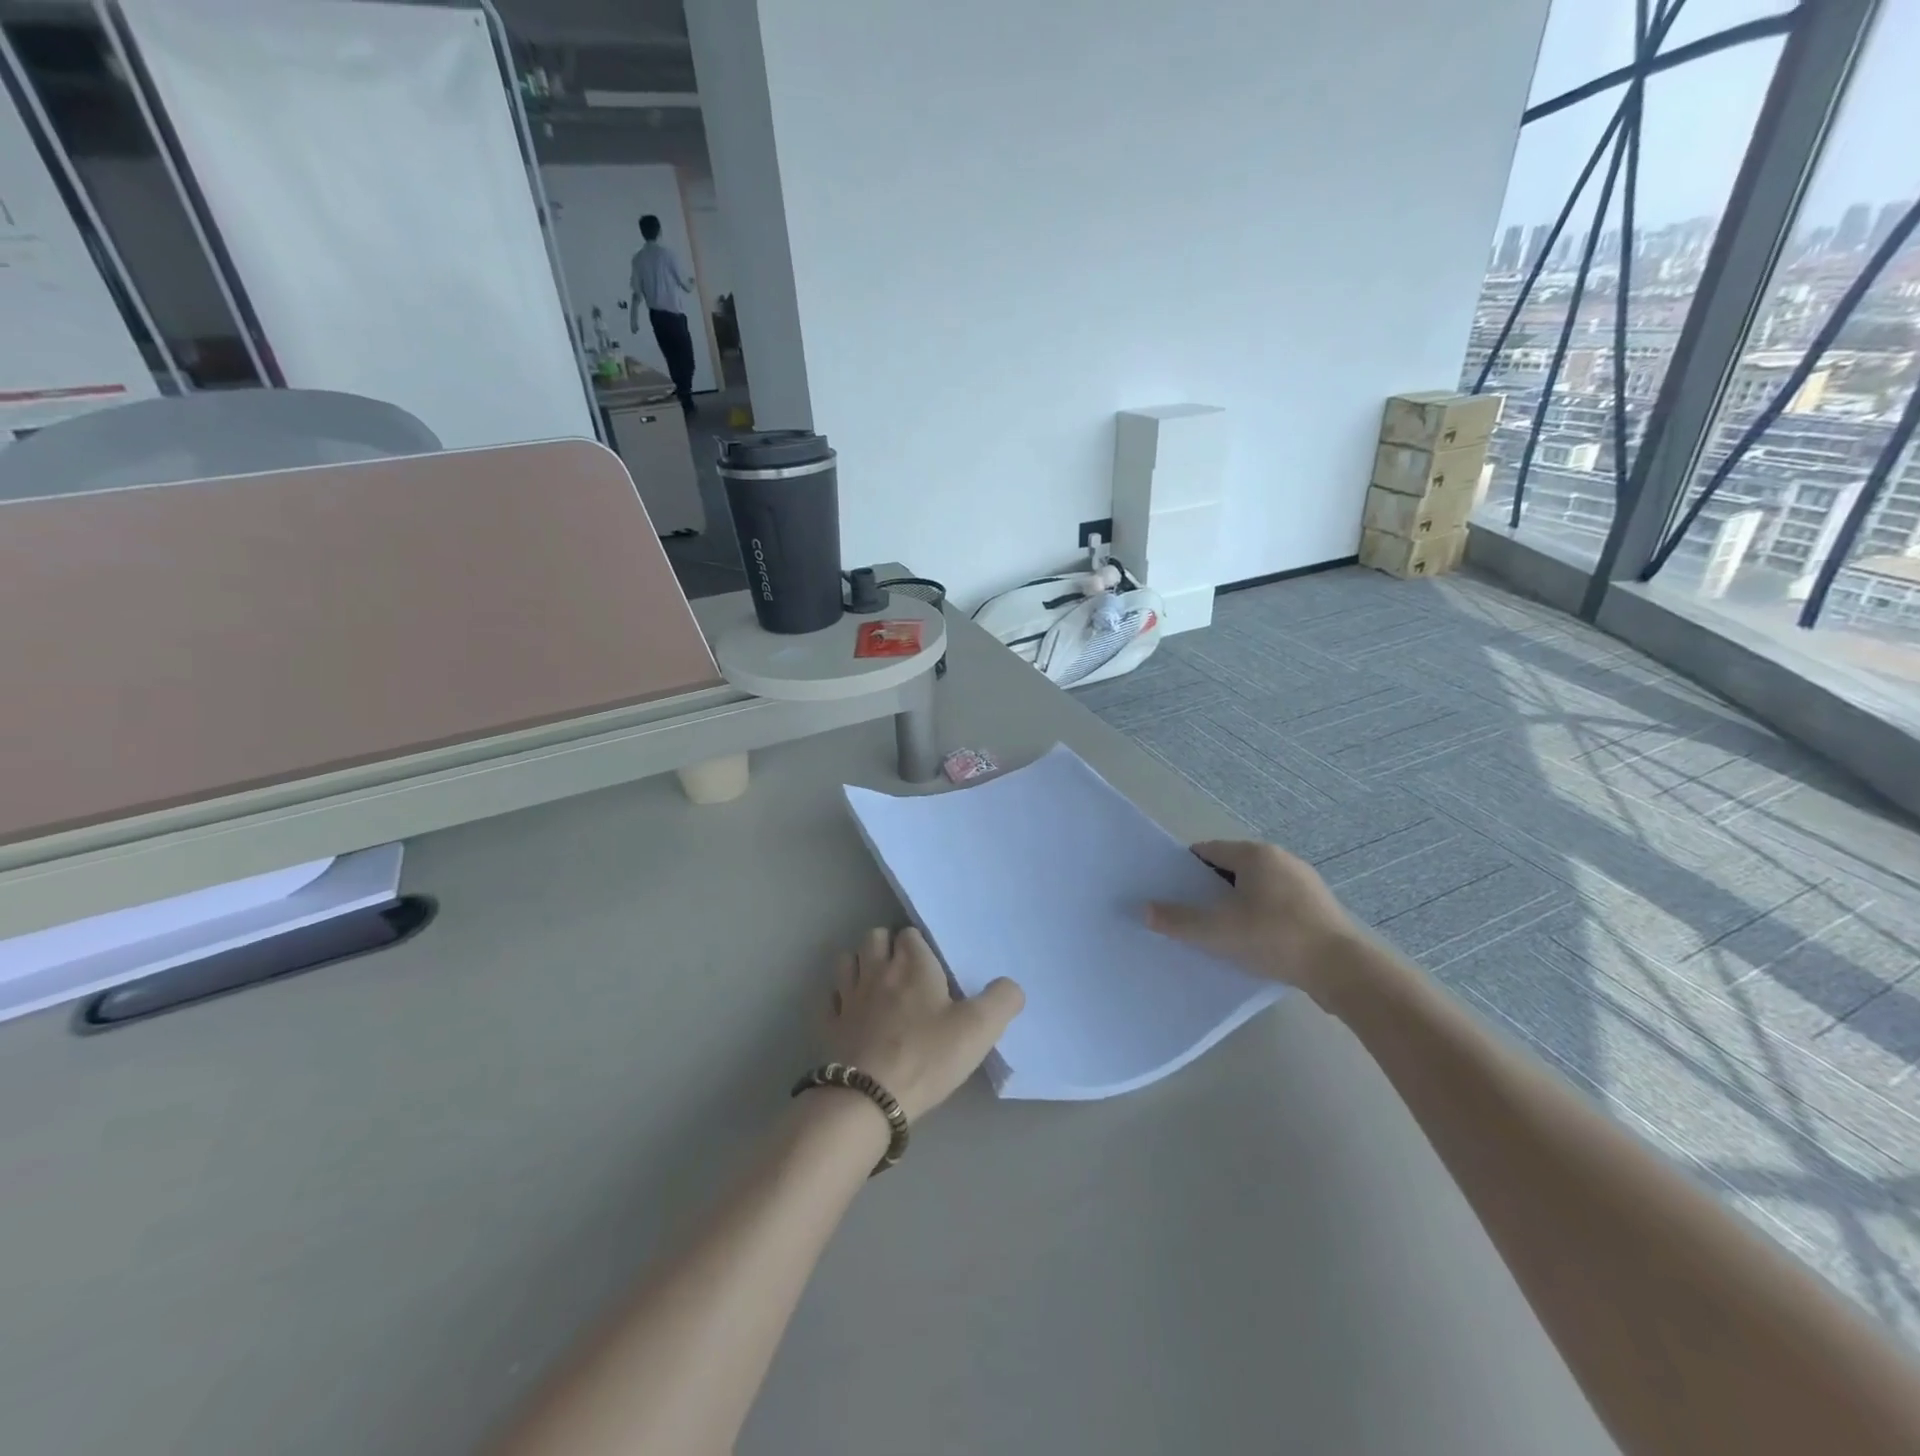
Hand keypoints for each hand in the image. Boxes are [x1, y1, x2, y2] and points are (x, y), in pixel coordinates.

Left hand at [826, 927, 1023, 1121]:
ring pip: (847, 961)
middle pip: (874, 937)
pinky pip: (829, 998)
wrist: (870, 1098)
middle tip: (904, 972)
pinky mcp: (830, 1025)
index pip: (911, 934)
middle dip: (887, 946)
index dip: (921, 946)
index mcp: (913, 965)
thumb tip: (1011, 985)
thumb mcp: (980, 1029)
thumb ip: (1002, 1000)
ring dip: (860, 965)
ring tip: (876, 985)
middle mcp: (878, 971)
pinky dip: (838, 998)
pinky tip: (851, 1012)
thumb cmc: (928, 1056)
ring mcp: (849, 997)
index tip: (932, 968)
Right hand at [1146, 840, 1363, 992]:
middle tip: (1190, 915)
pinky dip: (1259, 918)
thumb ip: (1177, 920)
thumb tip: (1143, 910)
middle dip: (1208, 890)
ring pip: (1254, 888)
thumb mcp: (1216, 931)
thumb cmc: (1274, 938)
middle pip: (1230, 869)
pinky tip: (1253, 944)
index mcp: (1255, 854)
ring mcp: (1304, 883)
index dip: (1184, 870)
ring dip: (1235, 906)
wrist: (1343, 971)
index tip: (1170, 892)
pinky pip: (1276, 906)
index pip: (1207, 851)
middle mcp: (1280, 859)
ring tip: (1219, 933)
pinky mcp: (1318, 909)